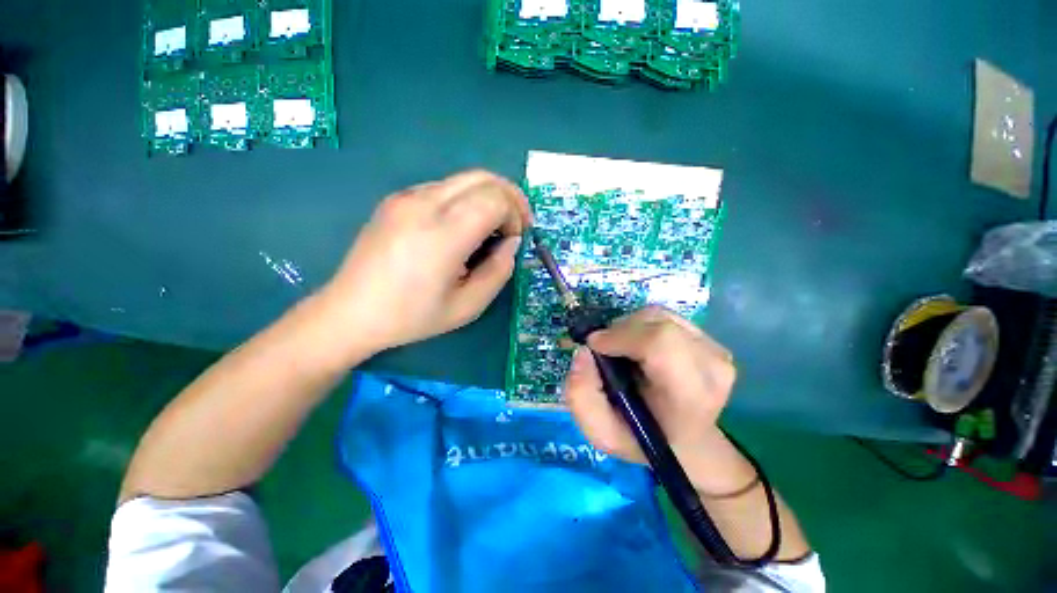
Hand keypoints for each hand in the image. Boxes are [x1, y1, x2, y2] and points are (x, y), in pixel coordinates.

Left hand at [317, 170, 531, 357]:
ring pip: (464, 178)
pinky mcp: (396, 199)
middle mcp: (424, 204)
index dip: (515, 215)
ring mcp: (406, 197)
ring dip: (489, 197)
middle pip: (483, 178)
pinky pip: (444, 187)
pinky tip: (463, 226)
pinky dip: (466, 199)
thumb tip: (511, 243)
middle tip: (517, 224)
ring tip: (493, 227)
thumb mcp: (468, 306)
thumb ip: (499, 271)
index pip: (495, 199)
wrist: (351, 312)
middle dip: (510, 197)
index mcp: (443, 234)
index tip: (516, 239)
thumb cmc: (412, 316)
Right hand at [563, 306, 735, 465]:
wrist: (685, 441)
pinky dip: (642, 325)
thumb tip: (583, 351)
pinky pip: (665, 317)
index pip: (659, 344)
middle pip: (657, 324)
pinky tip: (639, 347)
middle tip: (605, 350)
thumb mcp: (600, 431)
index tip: (594, 346)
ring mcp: (715, 350)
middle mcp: (712, 368)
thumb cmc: (643, 438)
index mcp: (689, 396)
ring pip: (658, 316)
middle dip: (620, 330)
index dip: (621, 337)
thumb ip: (581, 395)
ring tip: (622, 351)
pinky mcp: (709, 339)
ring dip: (630, 327)